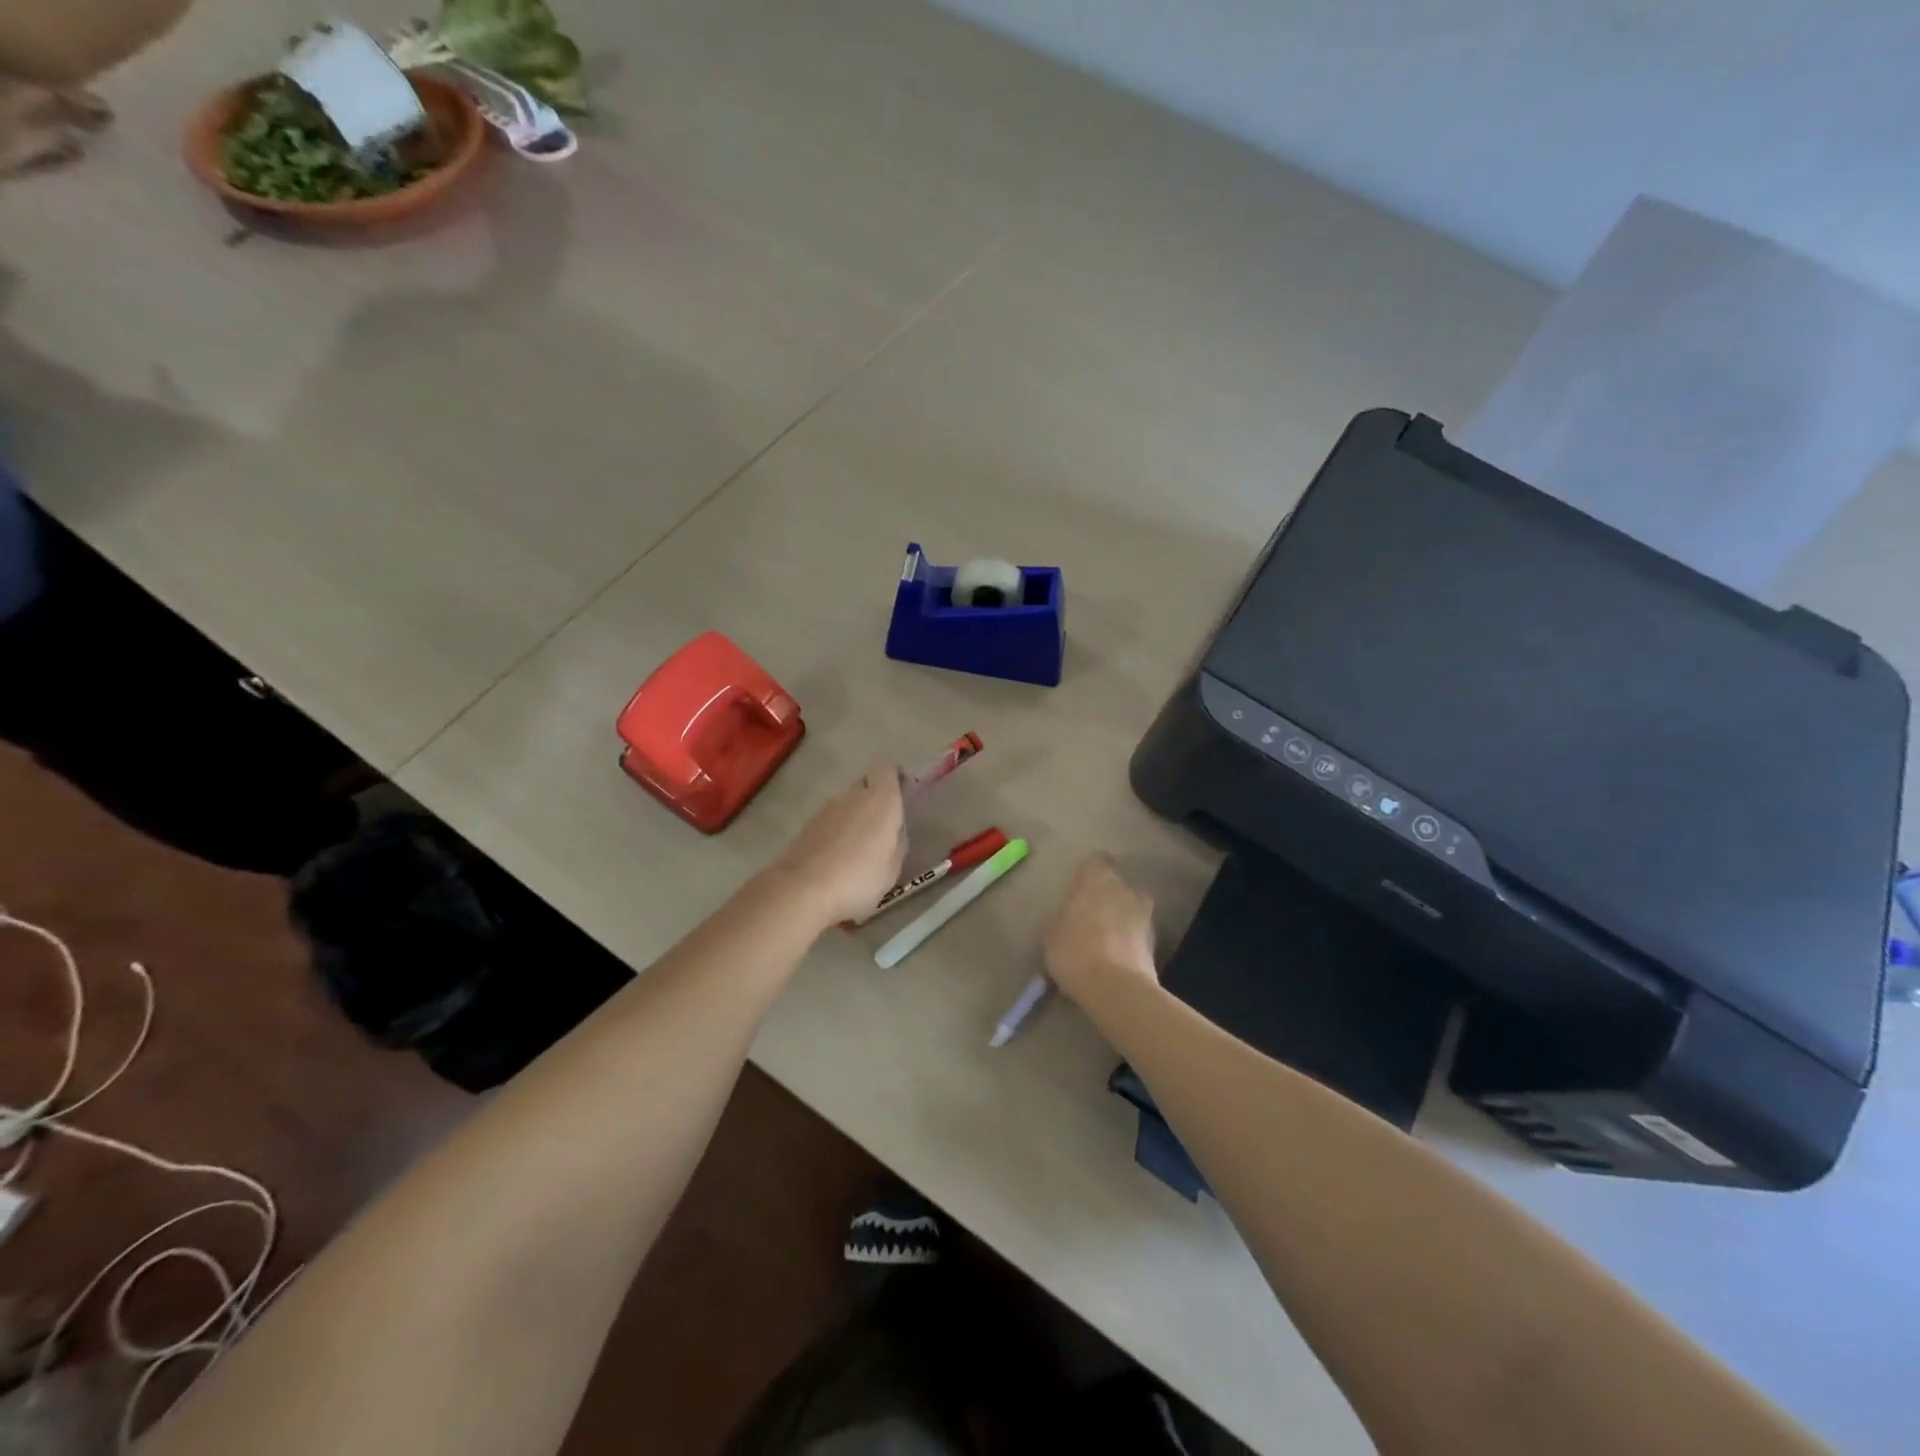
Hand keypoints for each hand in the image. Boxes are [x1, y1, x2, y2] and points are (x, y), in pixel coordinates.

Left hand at [766, 757, 908, 929]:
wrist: (802, 890)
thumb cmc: (858, 879)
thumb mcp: (892, 869)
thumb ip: (897, 843)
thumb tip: (894, 832)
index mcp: (881, 800)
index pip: (887, 768)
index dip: (895, 776)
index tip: (902, 793)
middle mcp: (853, 796)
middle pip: (866, 783)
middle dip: (875, 797)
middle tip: (882, 826)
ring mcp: (826, 809)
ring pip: (846, 802)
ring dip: (854, 816)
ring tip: (858, 848)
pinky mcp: (807, 825)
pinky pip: (830, 820)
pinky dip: (836, 831)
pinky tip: (837, 858)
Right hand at [1041, 853, 1158, 1005]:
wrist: (1115, 988)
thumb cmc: (1074, 951)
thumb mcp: (1050, 935)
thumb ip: (1059, 920)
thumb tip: (1064, 922)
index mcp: (1098, 878)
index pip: (1096, 860)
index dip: (1087, 875)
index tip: (1076, 892)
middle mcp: (1126, 888)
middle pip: (1116, 885)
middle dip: (1105, 899)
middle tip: (1087, 920)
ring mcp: (1145, 914)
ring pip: (1129, 909)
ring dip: (1119, 920)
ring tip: (1101, 945)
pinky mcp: (1157, 942)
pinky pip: (1137, 934)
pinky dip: (1128, 943)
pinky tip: (1114, 962)